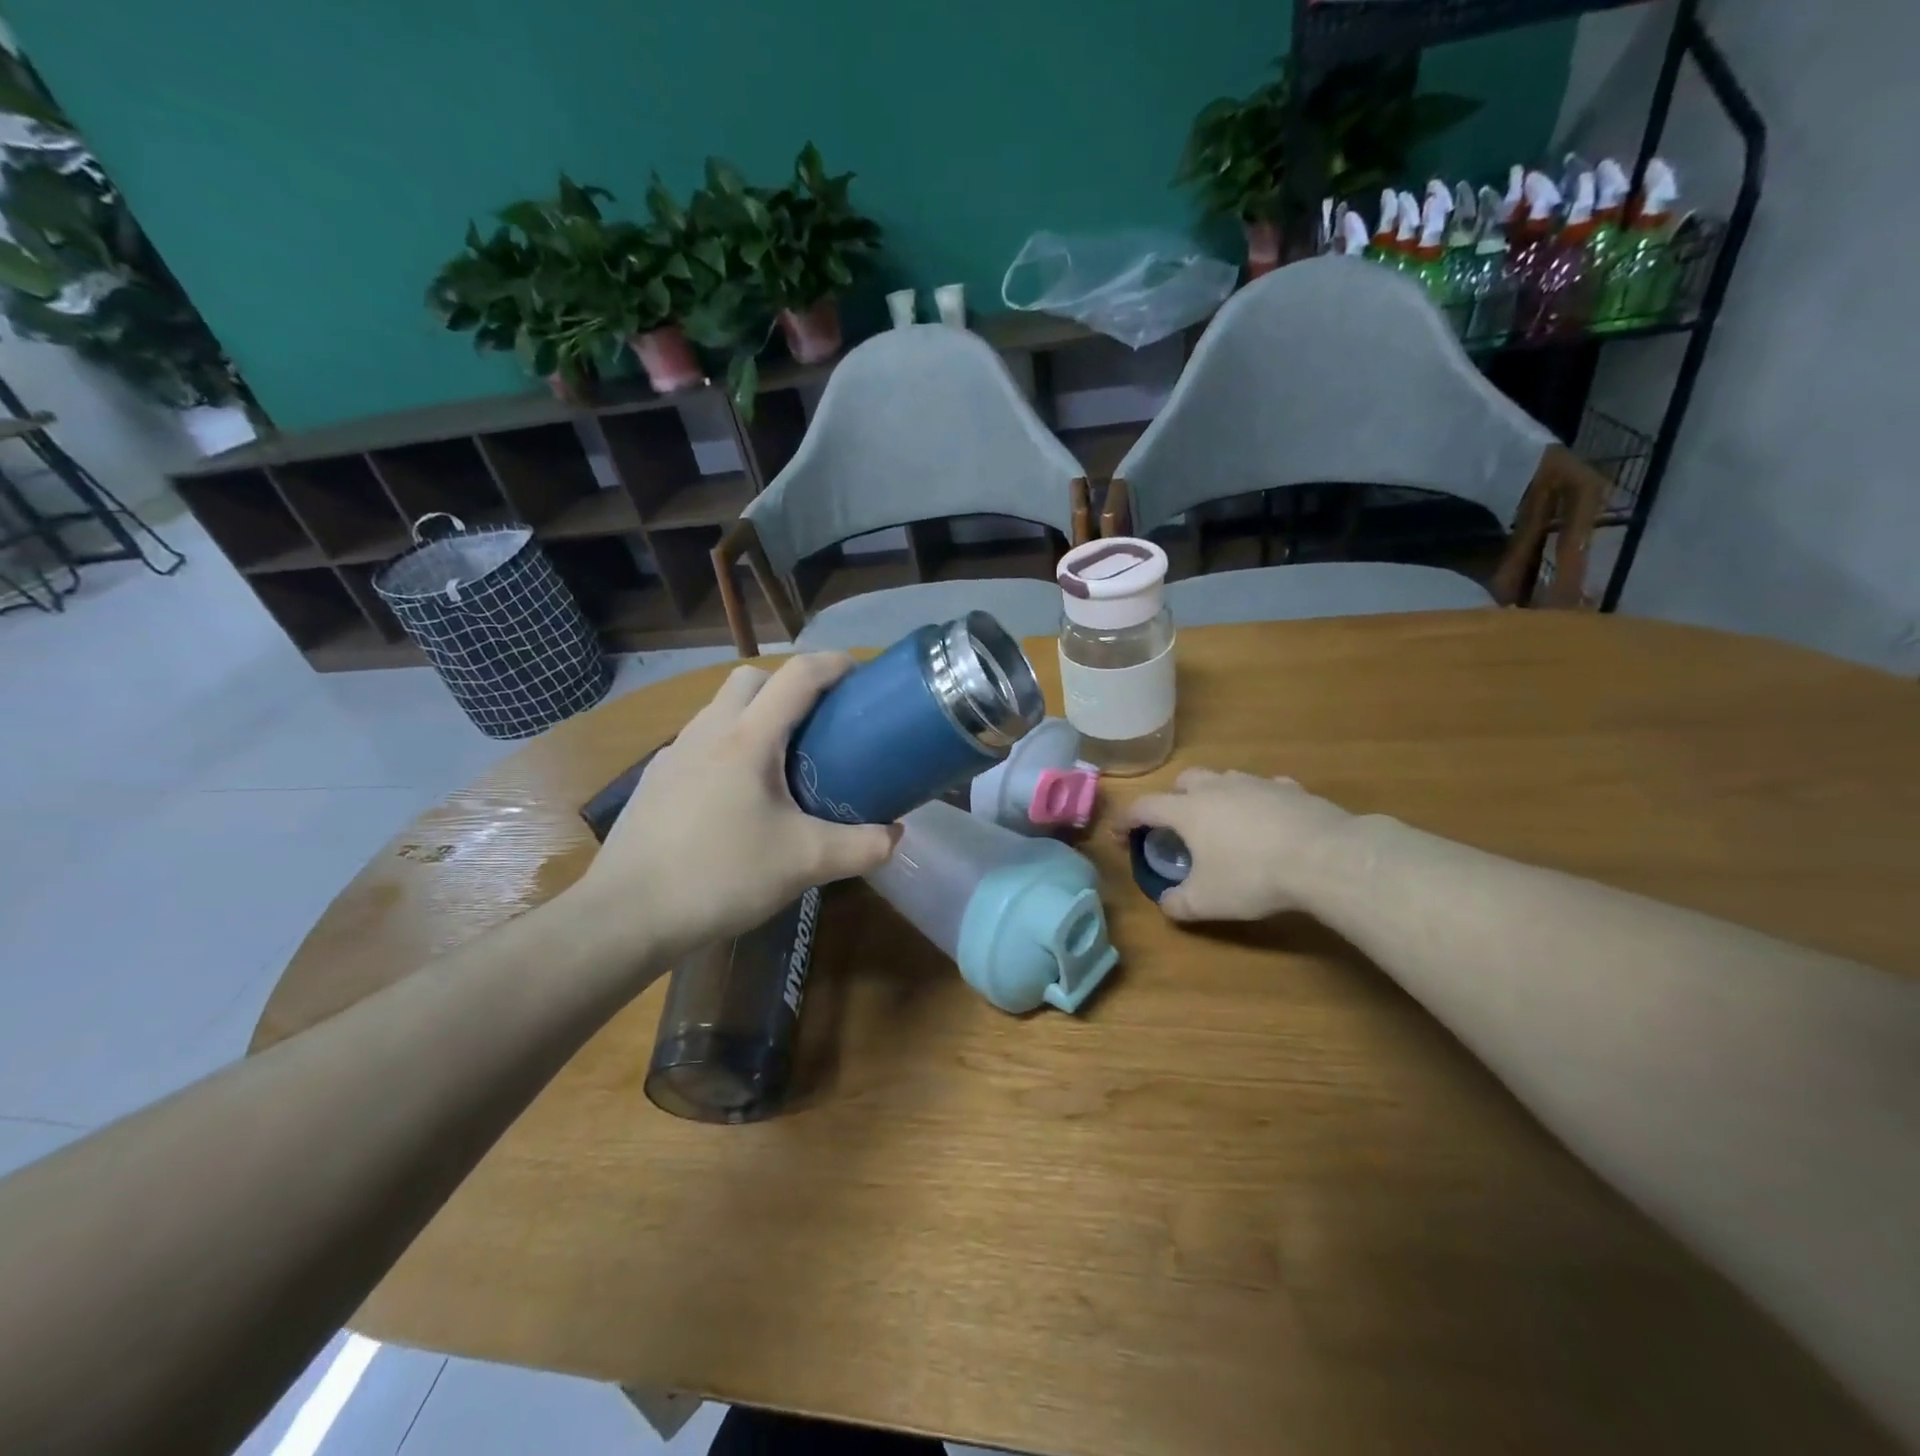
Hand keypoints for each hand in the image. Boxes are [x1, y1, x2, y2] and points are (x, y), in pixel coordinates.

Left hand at [571, 654, 899, 958]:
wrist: (627, 916)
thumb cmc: (720, 876)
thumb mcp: (804, 863)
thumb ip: (860, 847)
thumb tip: (896, 836)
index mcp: (747, 739)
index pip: (797, 676)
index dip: (834, 664)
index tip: (861, 674)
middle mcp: (708, 732)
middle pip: (752, 679)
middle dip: (789, 685)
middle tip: (819, 724)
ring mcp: (674, 754)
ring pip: (721, 708)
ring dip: (755, 714)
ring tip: (781, 760)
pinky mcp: (655, 780)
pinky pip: (700, 741)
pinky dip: (728, 746)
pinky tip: (737, 795)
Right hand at [1116, 769, 1357, 922]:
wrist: (1325, 857)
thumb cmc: (1253, 876)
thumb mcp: (1207, 901)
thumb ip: (1179, 903)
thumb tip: (1167, 903)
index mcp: (1188, 811)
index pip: (1144, 807)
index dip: (1127, 821)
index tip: (1121, 836)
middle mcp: (1217, 788)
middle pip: (1184, 781)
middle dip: (1173, 798)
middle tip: (1177, 825)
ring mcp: (1256, 784)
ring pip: (1225, 778)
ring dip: (1215, 795)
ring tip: (1222, 821)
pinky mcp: (1292, 789)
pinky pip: (1265, 788)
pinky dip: (1257, 801)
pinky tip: (1267, 819)